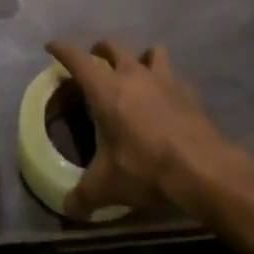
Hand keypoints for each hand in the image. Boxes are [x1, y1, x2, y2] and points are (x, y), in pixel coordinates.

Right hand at [46, 40, 240, 220]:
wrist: (201, 167)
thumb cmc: (144, 167)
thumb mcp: (106, 186)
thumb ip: (83, 196)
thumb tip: (68, 209)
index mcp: (105, 89)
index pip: (77, 59)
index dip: (62, 49)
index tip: (51, 45)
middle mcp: (133, 75)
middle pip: (113, 46)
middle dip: (100, 50)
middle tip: (95, 62)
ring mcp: (164, 79)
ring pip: (150, 51)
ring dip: (139, 57)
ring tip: (136, 73)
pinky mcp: (188, 92)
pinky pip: (173, 76)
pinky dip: (166, 81)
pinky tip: (165, 99)